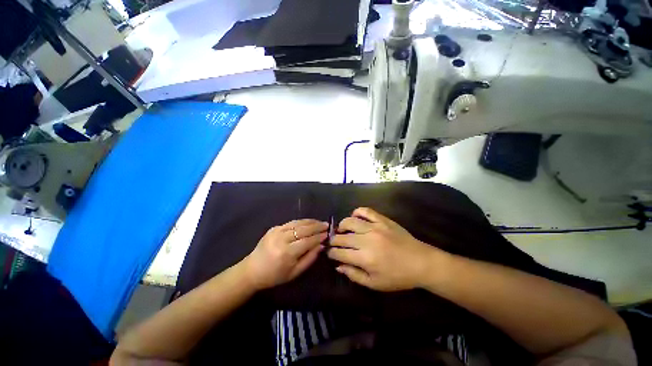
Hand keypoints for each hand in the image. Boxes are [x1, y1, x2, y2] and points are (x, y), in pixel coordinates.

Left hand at [243, 219, 328, 290]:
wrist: (252, 270)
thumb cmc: (275, 276)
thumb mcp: (295, 273)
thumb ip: (310, 258)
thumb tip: (321, 245)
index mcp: (287, 253)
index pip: (307, 241)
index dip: (319, 237)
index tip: (328, 234)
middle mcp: (282, 239)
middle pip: (303, 230)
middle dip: (317, 226)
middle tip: (327, 225)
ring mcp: (276, 232)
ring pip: (298, 223)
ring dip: (310, 222)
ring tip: (319, 222)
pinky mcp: (274, 228)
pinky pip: (290, 222)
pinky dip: (301, 221)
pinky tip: (308, 222)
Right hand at [328, 207, 441, 290]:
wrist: (421, 262)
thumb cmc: (398, 277)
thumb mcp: (375, 283)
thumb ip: (354, 275)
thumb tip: (338, 266)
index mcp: (364, 258)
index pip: (340, 253)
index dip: (332, 253)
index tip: (330, 253)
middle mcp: (367, 240)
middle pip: (342, 237)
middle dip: (333, 240)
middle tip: (333, 242)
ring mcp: (375, 227)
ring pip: (350, 221)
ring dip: (342, 225)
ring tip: (341, 229)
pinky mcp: (382, 220)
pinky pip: (366, 211)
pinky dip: (357, 212)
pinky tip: (355, 216)